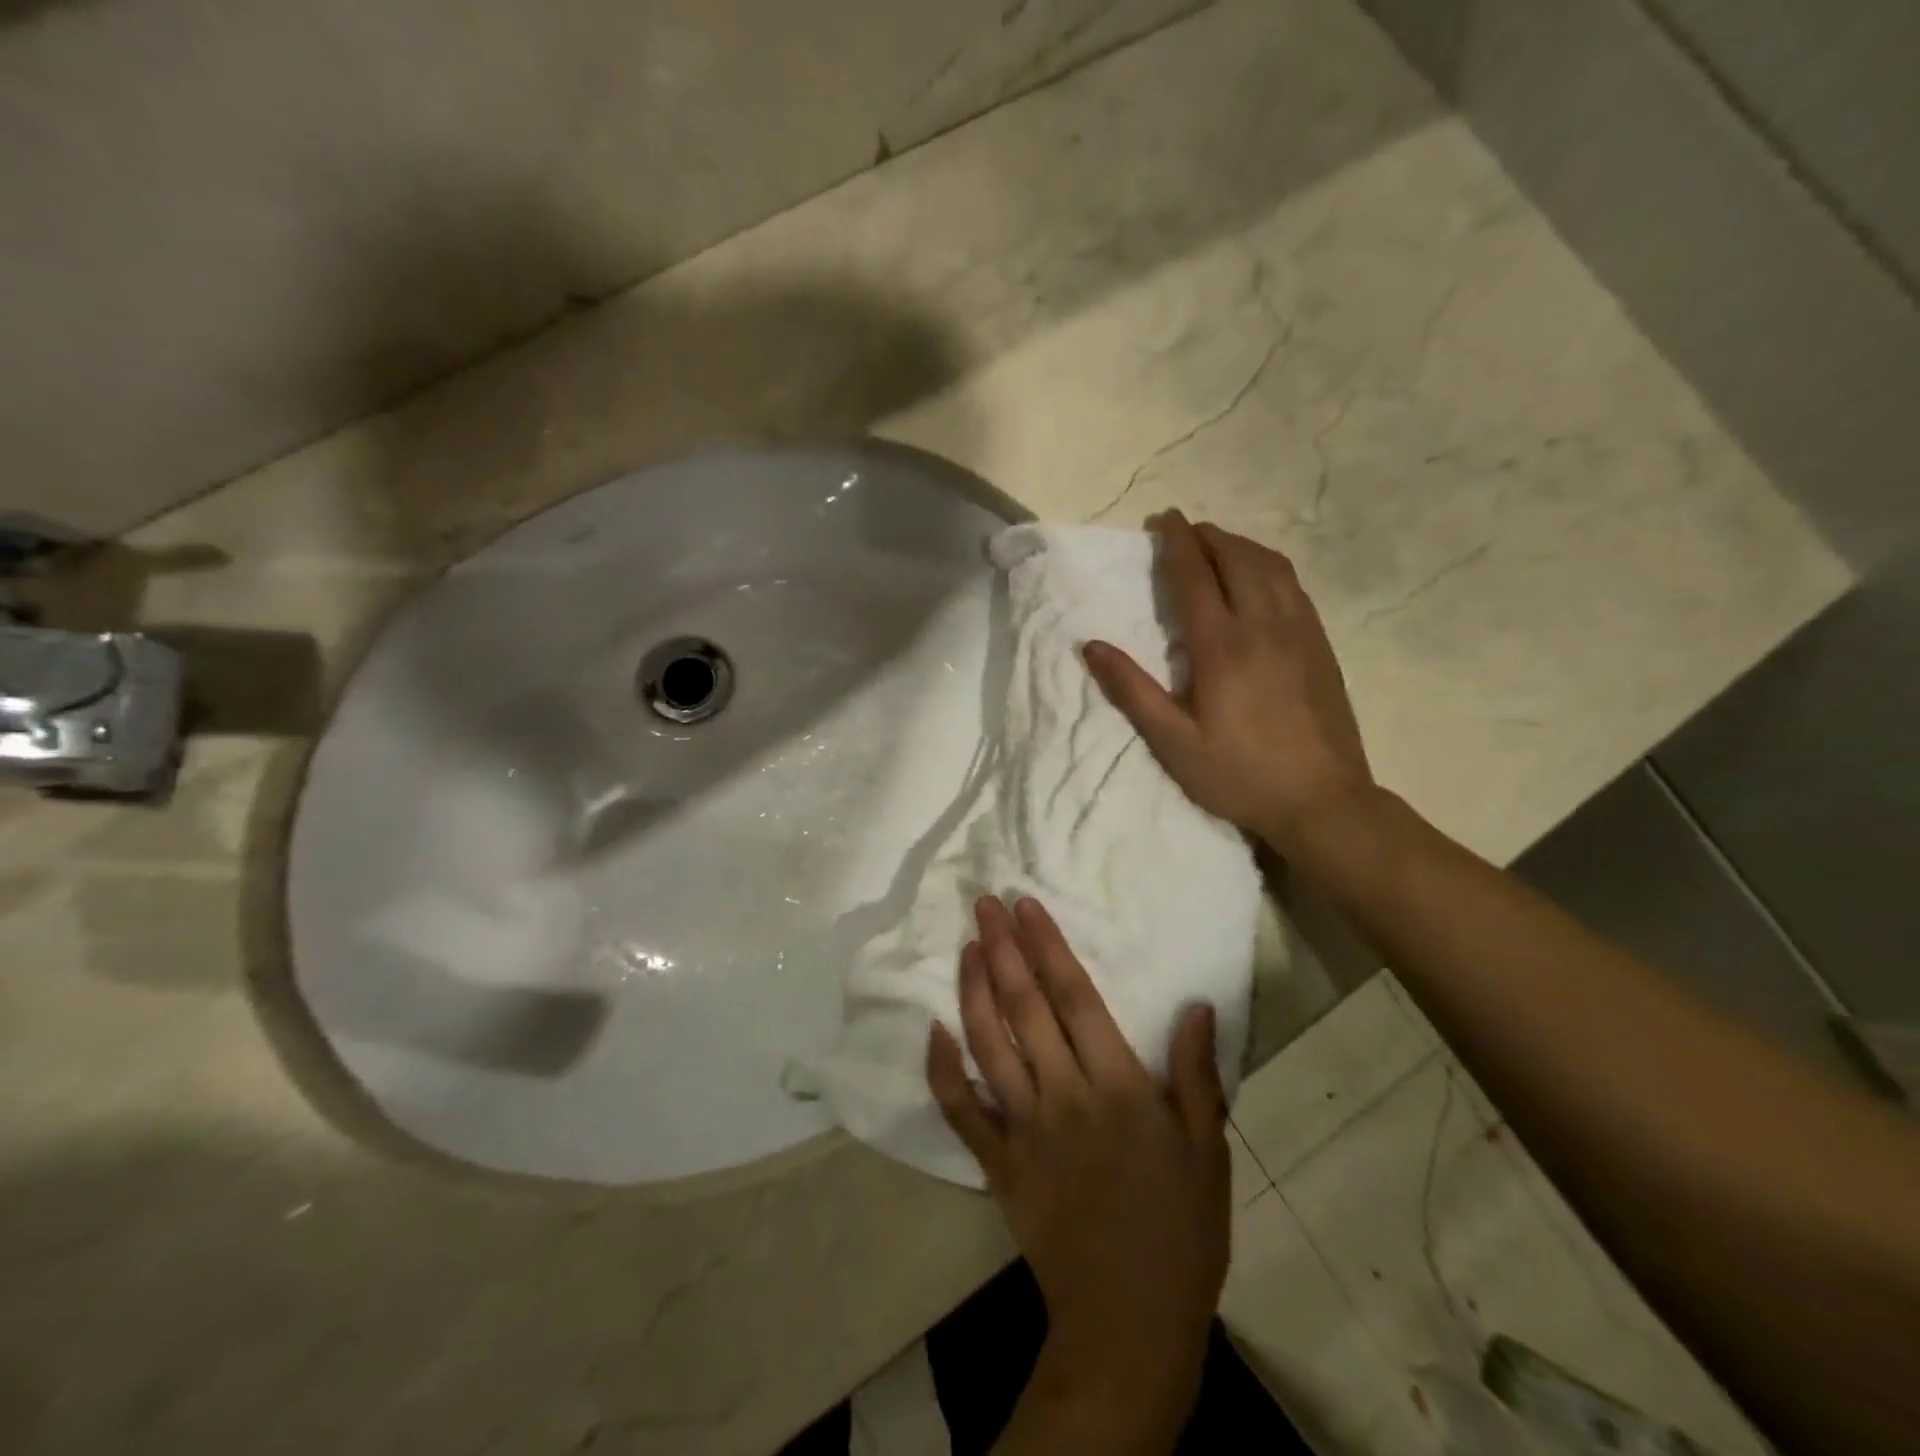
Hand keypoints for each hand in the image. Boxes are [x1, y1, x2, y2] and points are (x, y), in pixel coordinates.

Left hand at [926, 895, 1228, 1411]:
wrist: (1129, 1321)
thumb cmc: (1180, 1231)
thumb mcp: (1208, 1150)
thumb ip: (1196, 1073)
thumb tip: (1196, 1003)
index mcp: (1118, 1085)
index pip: (1073, 995)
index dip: (1047, 944)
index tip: (1024, 905)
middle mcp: (1063, 1094)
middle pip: (1025, 1006)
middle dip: (1003, 948)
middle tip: (984, 903)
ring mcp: (1023, 1128)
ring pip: (989, 1043)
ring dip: (973, 989)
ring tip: (966, 945)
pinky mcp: (997, 1163)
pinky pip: (961, 1110)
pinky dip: (943, 1068)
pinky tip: (933, 1029)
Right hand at [1084, 510, 1373, 852]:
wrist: (1322, 800)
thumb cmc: (1239, 774)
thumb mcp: (1173, 743)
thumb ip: (1132, 691)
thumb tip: (1092, 646)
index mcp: (1222, 647)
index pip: (1194, 576)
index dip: (1176, 542)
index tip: (1162, 519)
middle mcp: (1263, 625)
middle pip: (1236, 558)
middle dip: (1207, 536)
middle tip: (1183, 530)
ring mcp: (1300, 632)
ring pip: (1271, 566)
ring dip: (1240, 545)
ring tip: (1217, 545)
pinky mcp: (1320, 645)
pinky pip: (1294, 586)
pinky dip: (1269, 566)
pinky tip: (1260, 578)